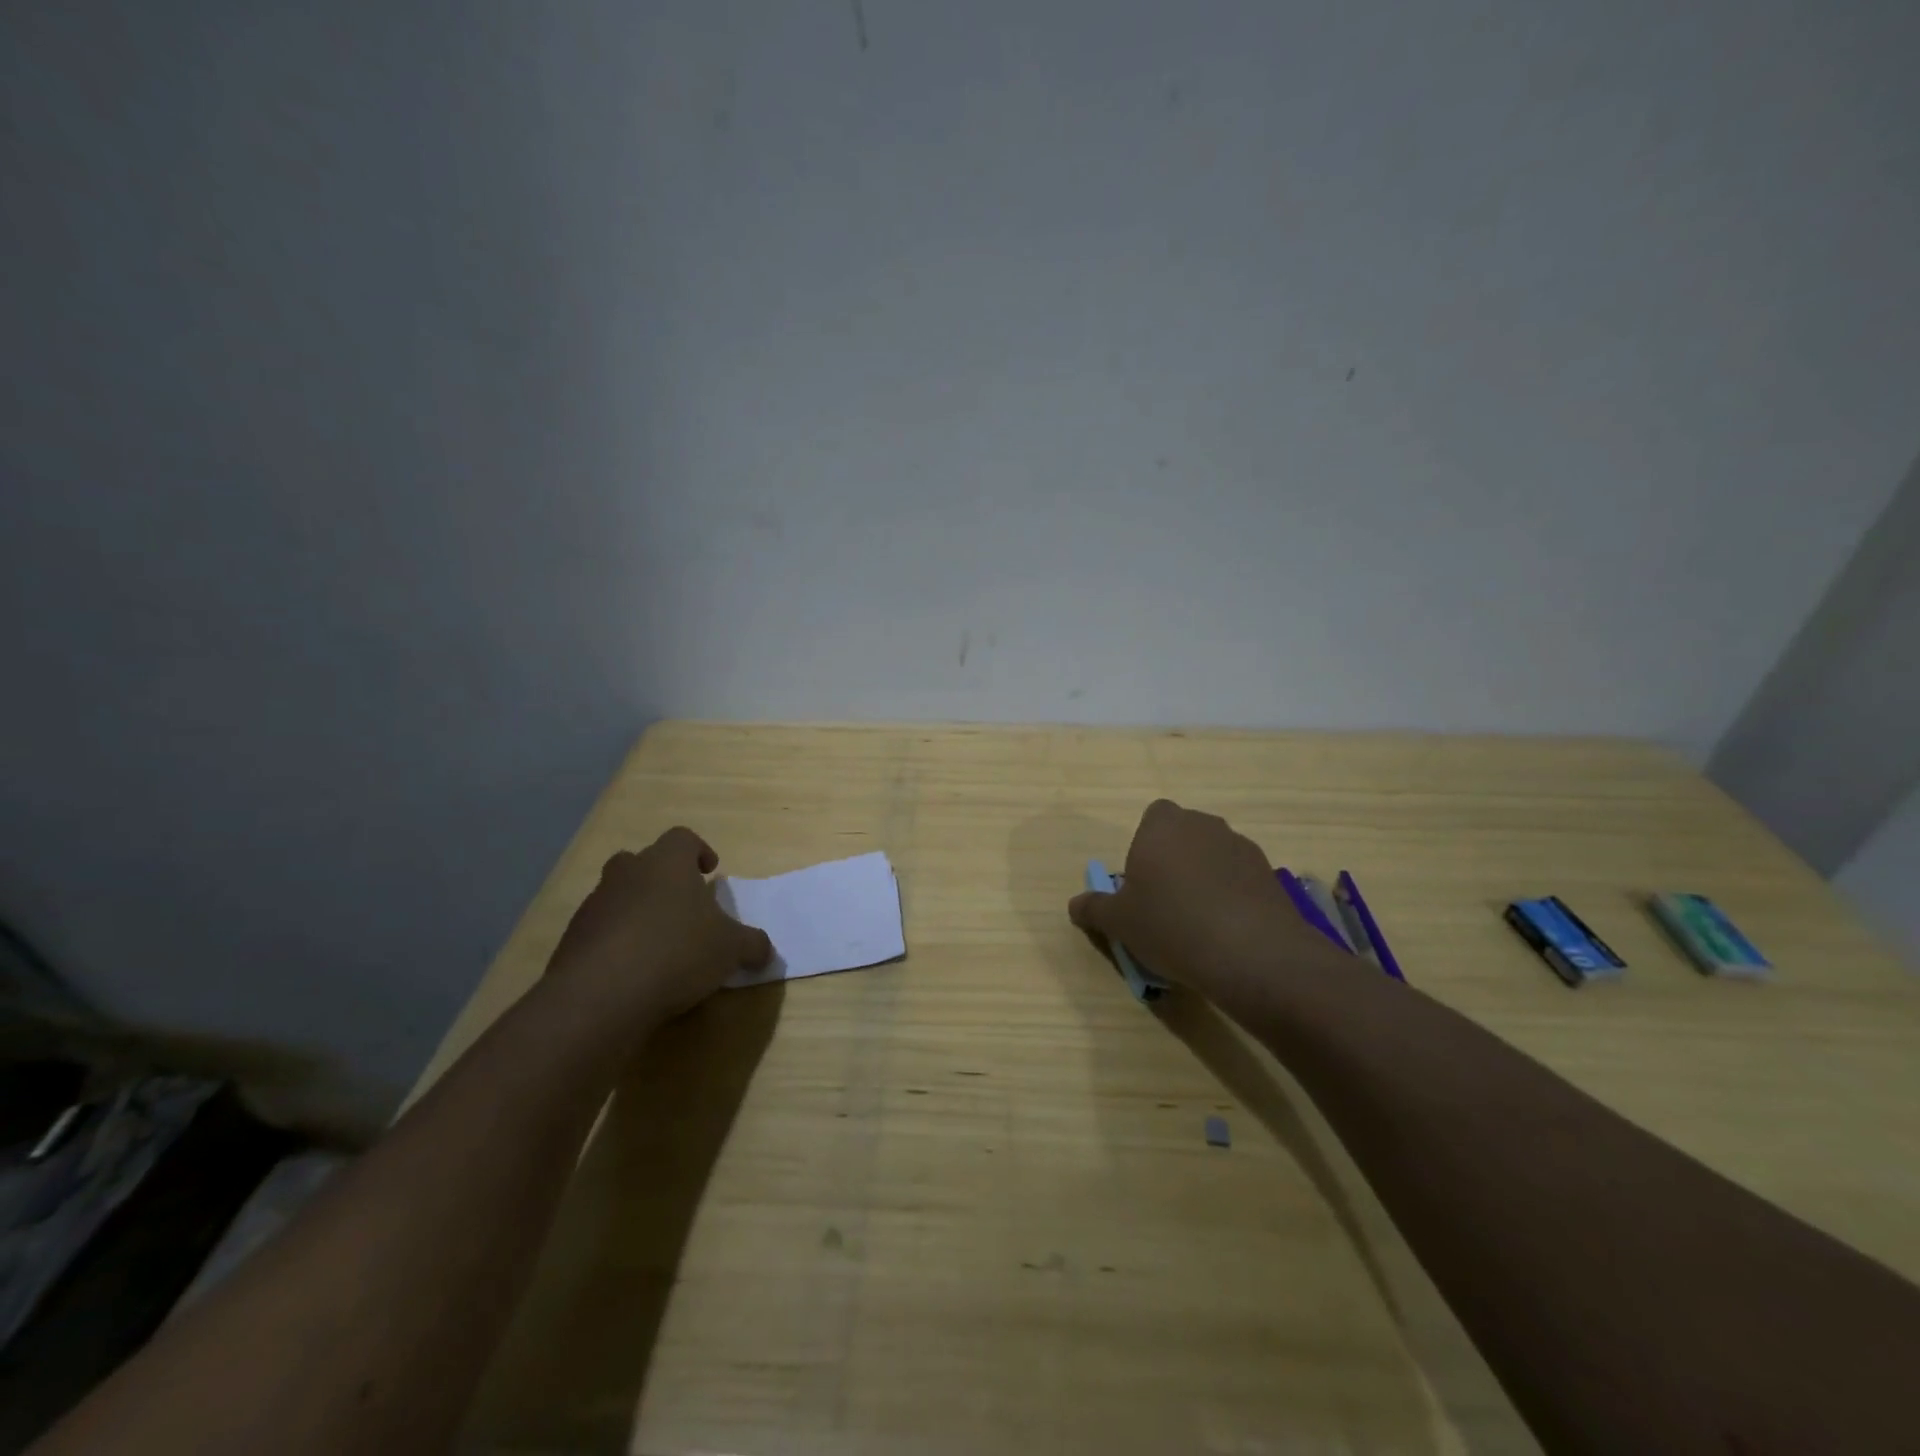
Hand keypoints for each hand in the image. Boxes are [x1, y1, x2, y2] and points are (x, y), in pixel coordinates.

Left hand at [545, 826, 773, 1029]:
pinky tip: (633, 972)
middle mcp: (627, 873)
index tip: (710, 872)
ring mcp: (594, 905)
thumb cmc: (677, 952)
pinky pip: (600, 931)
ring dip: (637, 911)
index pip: (683, 838)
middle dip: (662, 879)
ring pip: (618, 896)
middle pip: (643, 862)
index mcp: (667, 863)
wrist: (600, 995)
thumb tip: (765, 950)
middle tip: (683, 906)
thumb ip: (752, 944)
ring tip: (660, 945)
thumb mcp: (731, 949)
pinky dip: (616, 943)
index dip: (698, 851)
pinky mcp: (572, 940)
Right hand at [1067, 799, 1340, 1009]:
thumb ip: (1094, 909)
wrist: (1251, 953)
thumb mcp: (1119, 923)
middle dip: (1175, 860)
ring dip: (1205, 878)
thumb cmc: (1170, 925)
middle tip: (1164, 903)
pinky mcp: (1269, 874)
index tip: (1142, 881)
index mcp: (1162, 825)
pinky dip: (1232, 896)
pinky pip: (1240, 878)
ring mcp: (1241, 847)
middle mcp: (1203, 825)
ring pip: (1213, 856)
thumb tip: (1076, 904)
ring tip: (1198, 923)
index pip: (1153, 816)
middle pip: (1184, 835)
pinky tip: (1227, 932)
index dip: (1146, 845)